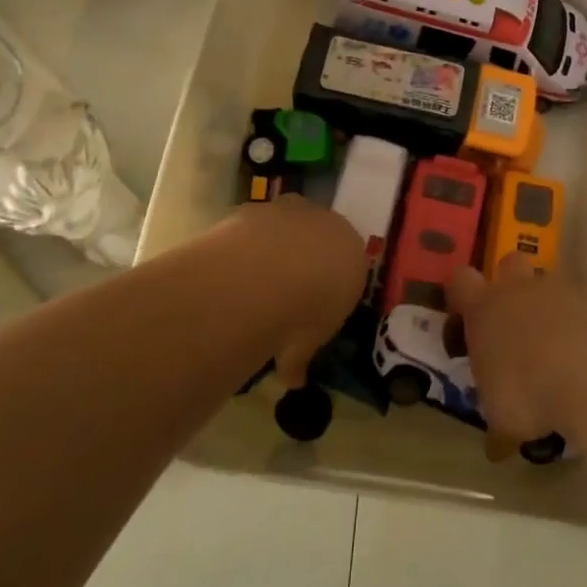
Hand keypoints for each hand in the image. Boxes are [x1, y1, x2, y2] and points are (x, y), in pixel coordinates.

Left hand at [220, 196, 366, 386]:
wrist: (272, 273)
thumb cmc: (307, 311)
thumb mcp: (308, 344)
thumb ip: (300, 357)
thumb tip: (293, 380)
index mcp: (353, 255)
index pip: (347, 266)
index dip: (328, 285)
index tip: (310, 306)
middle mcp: (329, 225)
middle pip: (318, 237)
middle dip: (303, 258)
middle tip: (281, 291)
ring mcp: (293, 211)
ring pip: (286, 225)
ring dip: (273, 246)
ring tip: (252, 279)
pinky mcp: (259, 206)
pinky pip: (254, 225)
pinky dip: (246, 242)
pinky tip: (232, 266)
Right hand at [446, 254, 586, 441]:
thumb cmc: (527, 391)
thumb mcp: (503, 419)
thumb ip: (498, 425)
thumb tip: (496, 447)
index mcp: (484, 308)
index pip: (460, 281)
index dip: (460, 295)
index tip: (465, 320)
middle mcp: (520, 289)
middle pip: (509, 262)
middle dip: (510, 284)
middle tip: (514, 323)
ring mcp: (562, 290)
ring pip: (550, 284)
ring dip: (550, 309)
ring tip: (557, 351)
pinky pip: (584, 307)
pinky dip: (583, 327)